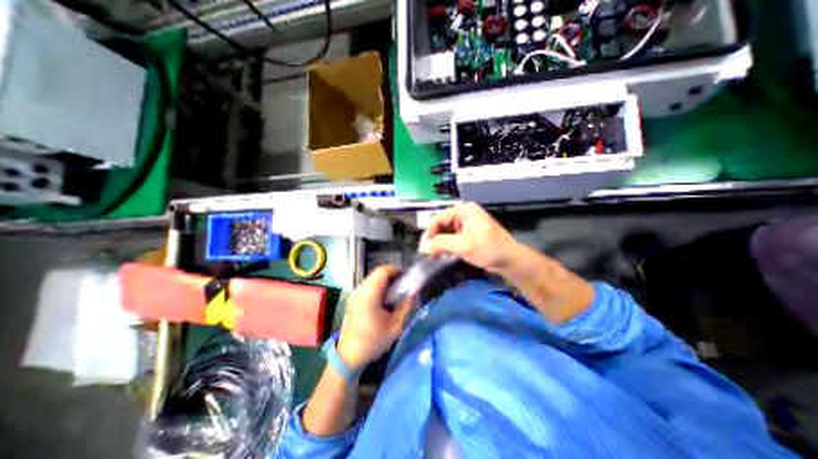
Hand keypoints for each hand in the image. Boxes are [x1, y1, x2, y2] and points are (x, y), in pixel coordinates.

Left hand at [335, 268, 411, 371]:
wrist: (349, 356)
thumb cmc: (374, 342)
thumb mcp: (396, 326)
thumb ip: (406, 306)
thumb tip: (413, 292)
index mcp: (369, 295)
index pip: (382, 271)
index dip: (395, 270)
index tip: (405, 277)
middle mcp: (360, 291)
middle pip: (377, 273)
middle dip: (391, 276)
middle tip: (402, 285)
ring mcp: (354, 294)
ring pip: (372, 278)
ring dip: (384, 281)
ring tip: (394, 292)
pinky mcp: (353, 299)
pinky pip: (367, 285)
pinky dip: (378, 286)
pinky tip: (384, 299)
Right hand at [417, 202, 519, 272]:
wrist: (510, 260)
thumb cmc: (488, 249)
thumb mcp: (463, 245)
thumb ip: (441, 243)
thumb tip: (423, 247)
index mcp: (464, 210)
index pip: (439, 219)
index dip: (429, 232)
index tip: (423, 247)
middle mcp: (464, 215)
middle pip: (442, 225)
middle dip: (435, 239)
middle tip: (429, 253)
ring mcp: (467, 225)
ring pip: (446, 233)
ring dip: (441, 244)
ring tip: (436, 255)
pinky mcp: (469, 235)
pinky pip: (453, 238)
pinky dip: (448, 246)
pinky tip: (445, 254)